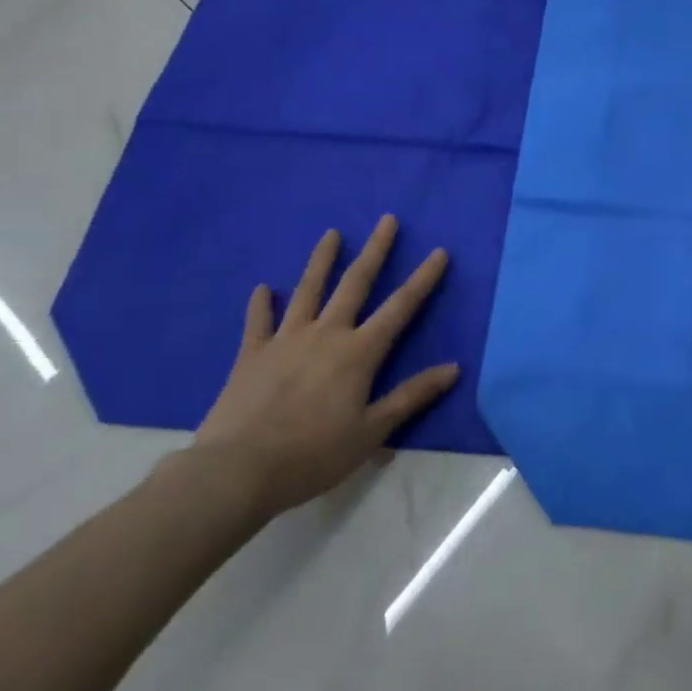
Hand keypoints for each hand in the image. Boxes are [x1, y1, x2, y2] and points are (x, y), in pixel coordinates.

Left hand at [194, 215, 458, 518]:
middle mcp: (326, 334)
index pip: (400, 308)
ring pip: (308, 290)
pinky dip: (261, 304)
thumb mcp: (371, 433)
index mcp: (358, 353)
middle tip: (387, 219)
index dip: (422, 279)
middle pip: (356, 283)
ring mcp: (286, 340)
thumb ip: (411, 397)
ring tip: (331, 233)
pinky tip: (263, 288)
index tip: (439, 251)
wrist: (237, 471)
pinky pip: (258, 322)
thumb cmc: (311, 455)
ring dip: (322, 260)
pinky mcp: (253, 354)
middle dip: (375, 250)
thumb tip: (454, 368)